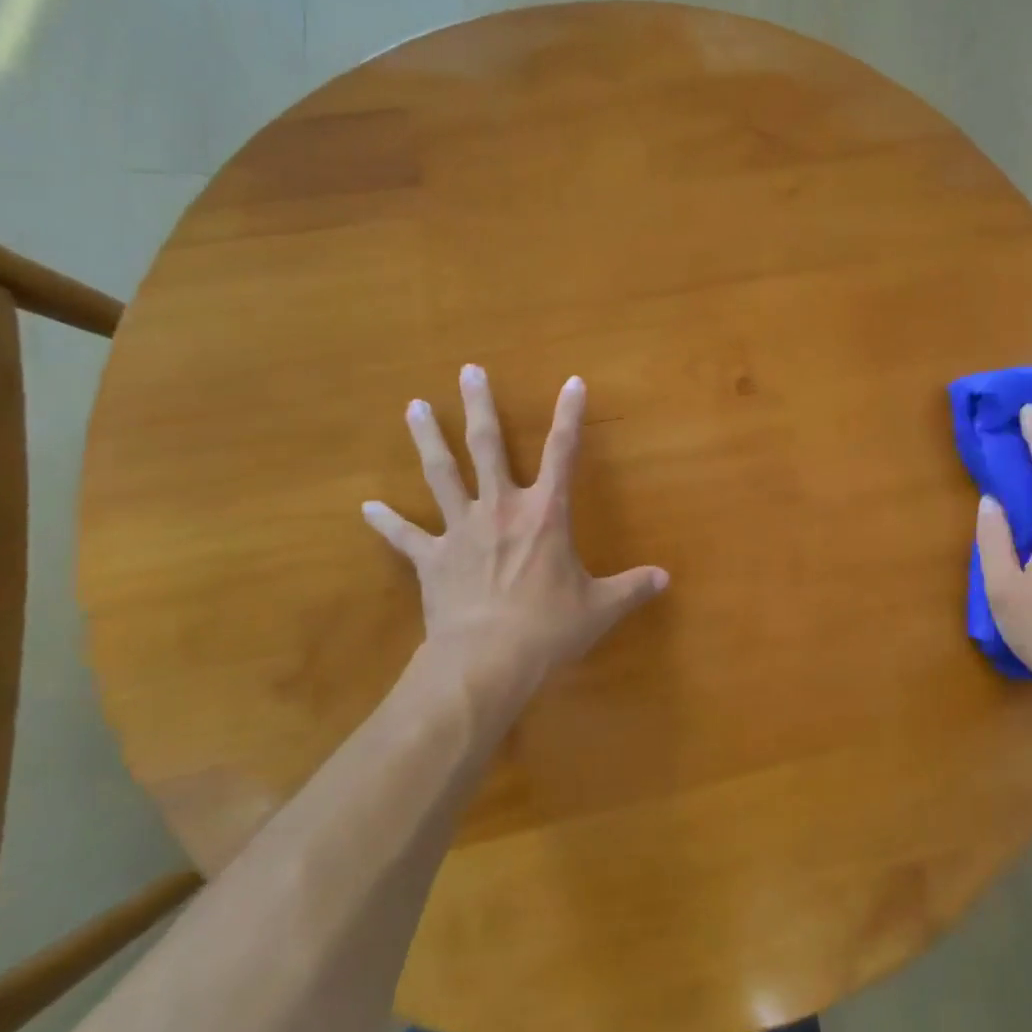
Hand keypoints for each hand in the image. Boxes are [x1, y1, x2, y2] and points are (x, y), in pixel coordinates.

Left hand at [363, 365, 667, 679]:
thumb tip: (666, 579)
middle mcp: (501, 508)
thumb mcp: (600, 608)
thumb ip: (632, 588)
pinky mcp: (432, 558)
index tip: (572, 382)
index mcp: (545, 514)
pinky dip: (386, 522)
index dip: (569, 415)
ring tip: (414, 406)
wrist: (485, 661)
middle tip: (468, 370)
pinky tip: (366, 508)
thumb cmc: (548, 629)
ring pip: (441, 473)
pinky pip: (406, 536)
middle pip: (487, 446)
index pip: (563, 452)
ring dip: (428, 438)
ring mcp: (461, 529)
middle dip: (479, 406)